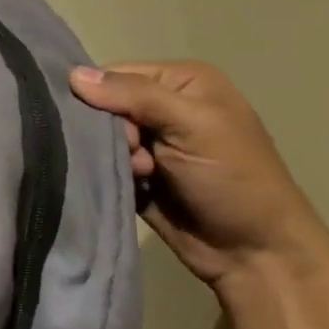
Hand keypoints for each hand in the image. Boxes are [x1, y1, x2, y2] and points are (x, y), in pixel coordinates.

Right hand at [70, 61, 328, 298]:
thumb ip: (134, 95)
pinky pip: (103, 165)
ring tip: (139, 176)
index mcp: (181, 82)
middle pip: (104, 107)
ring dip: (112, 158)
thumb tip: (74, 74)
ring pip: (100, 139)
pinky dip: (108, 175)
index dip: (101, 97)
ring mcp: (151, 144)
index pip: (115, 74)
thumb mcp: (192, 125)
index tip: (115, 126)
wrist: (255, 254)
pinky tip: (132, 188)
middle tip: (134, 156)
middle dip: (109, 132)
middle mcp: (164, 107)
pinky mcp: (138, 175)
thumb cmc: (233, 179)